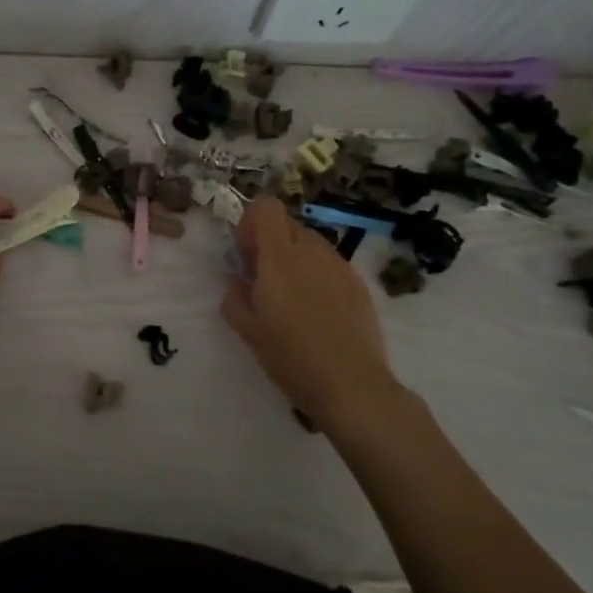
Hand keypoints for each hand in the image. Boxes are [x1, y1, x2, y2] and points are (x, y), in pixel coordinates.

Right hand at [220, 196, 405, 430]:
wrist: (351, 386)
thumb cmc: (290, 356)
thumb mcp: (247, 329)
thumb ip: (233, 295)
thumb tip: (237, 278)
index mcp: (280, 257)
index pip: (266, 207)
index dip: (251, 222)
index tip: (246, 254)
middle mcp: (312, 251)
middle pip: (288, 225)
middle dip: (271, 243)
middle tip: (263, 280)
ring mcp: (340, 266)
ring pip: (310, 244)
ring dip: (294, 259)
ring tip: (292, 299)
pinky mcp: (359, 284)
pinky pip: (330, 265)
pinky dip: (317, 276)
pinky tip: (317, 312)